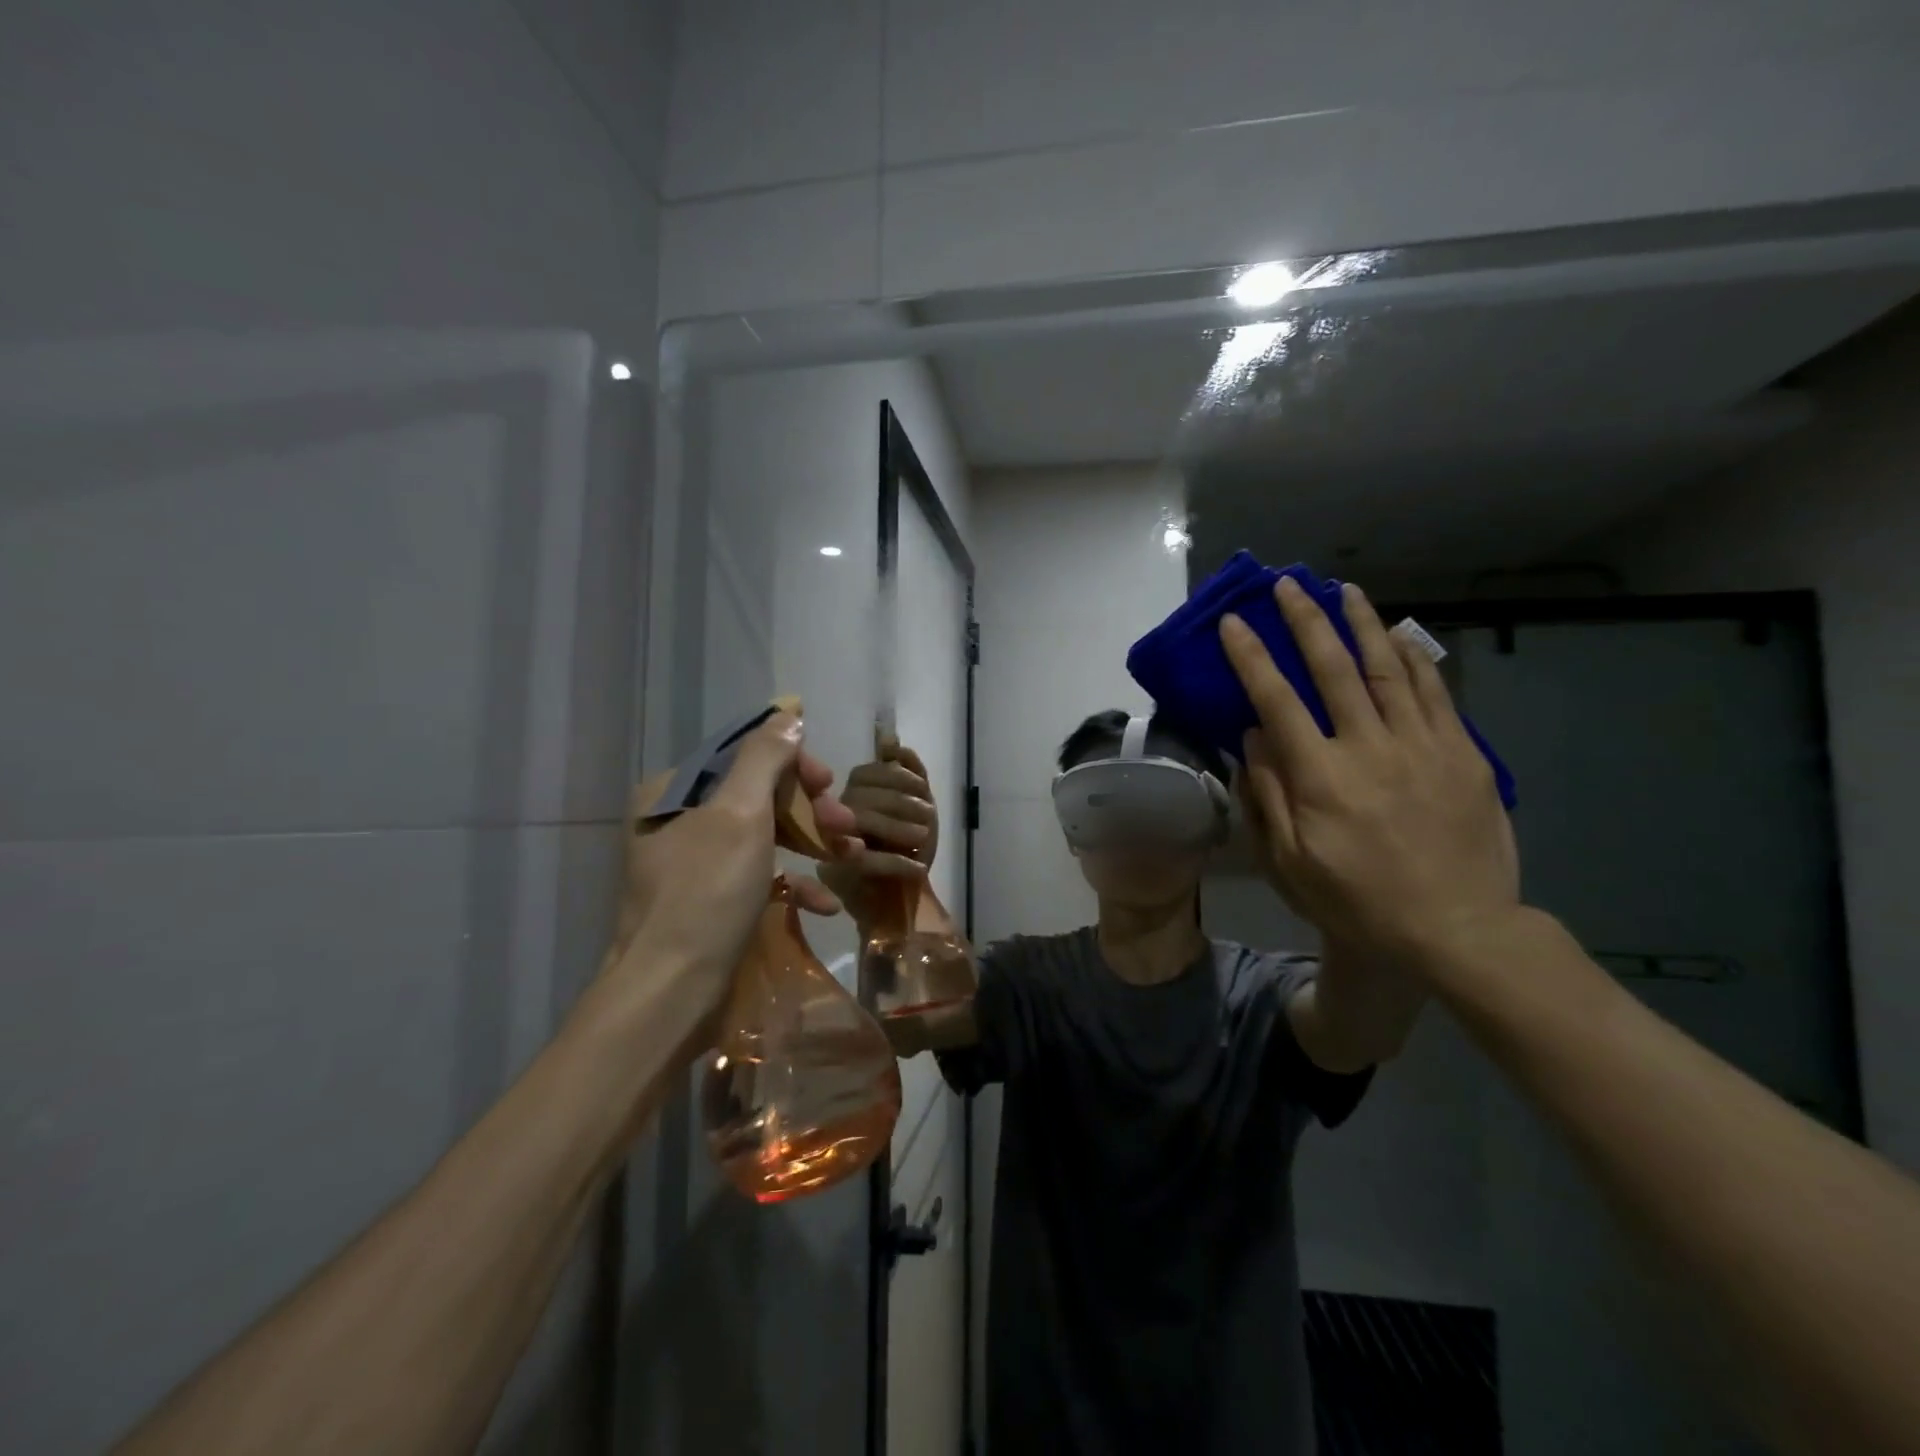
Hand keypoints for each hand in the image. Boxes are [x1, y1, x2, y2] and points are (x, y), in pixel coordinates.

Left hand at [604, 713, 857, 1024]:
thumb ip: (764, 758)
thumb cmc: (706, 895)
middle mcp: (678, 822)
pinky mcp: (709, 904)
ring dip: (810, 843)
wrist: (670, 994)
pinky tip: (824, 902)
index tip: (828, 784)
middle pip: (757, 796)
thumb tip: (787, 714)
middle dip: (807, 808)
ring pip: (763, 836)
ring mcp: (694, 865)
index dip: (792, 764)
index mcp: (674, 792)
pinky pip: (757, 878)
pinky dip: (792, 884)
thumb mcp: (739, 816)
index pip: (742, 755)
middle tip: (845, 825)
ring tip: (849, 857)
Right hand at [819, 738, 938, 927]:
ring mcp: (831, 844)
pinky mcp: (838, 874)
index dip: (897, 777)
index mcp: (850, 794)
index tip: (924, 791)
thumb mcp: (918, 805)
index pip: (865, 773)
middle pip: (860, 796)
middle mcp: (832, 814)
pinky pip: (865, 861)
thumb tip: (890, 739)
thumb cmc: (906, 847)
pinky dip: (896, 862)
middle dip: (901, 803)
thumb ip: (908, 771)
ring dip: (898, 827)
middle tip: (929, 817)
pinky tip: (919, 867)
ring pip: (860, 822)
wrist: (900, 900)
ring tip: (924, 836)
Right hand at [1221, 578, 1519, 970]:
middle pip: (1332, 669)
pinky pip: (1436, 694)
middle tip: (1287, 585)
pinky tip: (1401, 635)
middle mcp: (1369, 747)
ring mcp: (1422, 746)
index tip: (1233, 623)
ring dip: (1362, 624)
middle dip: (1305, 621)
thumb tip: (1252, 737)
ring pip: (1388, 669)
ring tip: (1345, 590)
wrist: (1458, 929)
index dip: (1251, 658)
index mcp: (1320, 776)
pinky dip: (1415, 658)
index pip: (1276, 701)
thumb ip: (1268, 795)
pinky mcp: (1462, 755)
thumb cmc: (1358, 901)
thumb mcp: (1290, 863)